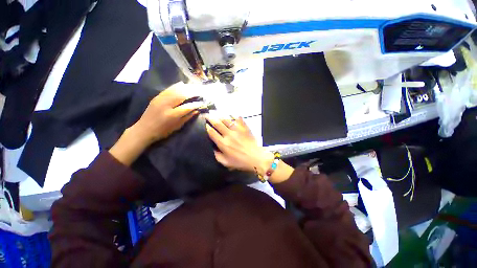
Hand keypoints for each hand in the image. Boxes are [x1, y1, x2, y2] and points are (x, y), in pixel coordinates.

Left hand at [131, 82, 202, 145]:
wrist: (144, 129)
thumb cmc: (163, 131)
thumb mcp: (177, 126)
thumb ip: (188, 117)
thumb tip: (197, 110)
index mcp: (172, 115)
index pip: (187, 107)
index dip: (196, 104)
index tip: (202, 102)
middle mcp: (166, 105)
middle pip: (182, 95)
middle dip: (193, 92)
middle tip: (201, 91)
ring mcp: (160, 99)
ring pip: (175, 90)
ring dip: (186, 87)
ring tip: (194, 87)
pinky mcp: (157, 97)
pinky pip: (168, 89)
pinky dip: (176, 86)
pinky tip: (183, 84)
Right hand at [205, 114, 274, 174]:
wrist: (256, 158)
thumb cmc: (240, 162)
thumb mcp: (226, 163)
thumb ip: (217, 155)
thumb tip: (212, 148)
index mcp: (223, 143)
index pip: (212, 132)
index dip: (206, 127)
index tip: (204, 124)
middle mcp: (229, 134)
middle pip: (217, 123)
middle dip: (211, 118)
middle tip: (207, 115)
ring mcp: (237, 130)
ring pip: (226, 120)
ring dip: (220, 116)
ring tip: (217, 114)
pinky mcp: (245, 128)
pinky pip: (239, 119)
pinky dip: (235, 116)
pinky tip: (232, 115)